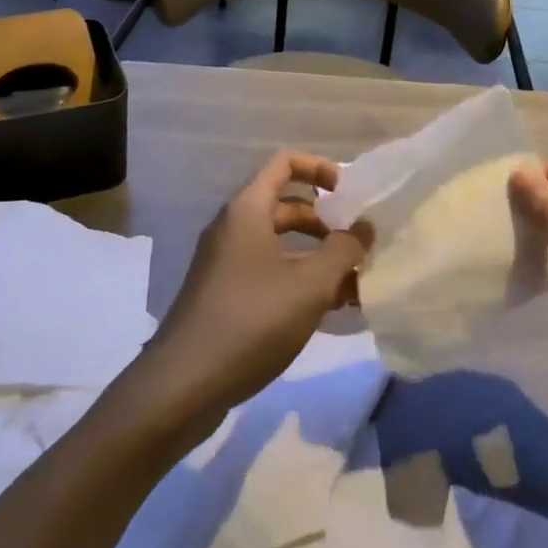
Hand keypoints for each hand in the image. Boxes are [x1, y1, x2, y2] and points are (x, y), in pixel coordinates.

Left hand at [139, 150, 370, 422]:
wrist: (184, 385)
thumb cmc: (251, 320)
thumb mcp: (309, 285)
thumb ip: (343, 251)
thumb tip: (364, 227)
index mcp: (248, 210)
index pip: (284, 163)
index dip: (319, 168)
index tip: (349, 194)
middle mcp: (234, 228)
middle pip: (287, 206)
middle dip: (327, 222)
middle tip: (360, 245)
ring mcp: (227, 263)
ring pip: (281, 246)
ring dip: (318, 258)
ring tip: (356, 285)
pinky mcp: (225, 296)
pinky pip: (270, 274)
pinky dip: (299, 282)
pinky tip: (330, 311)